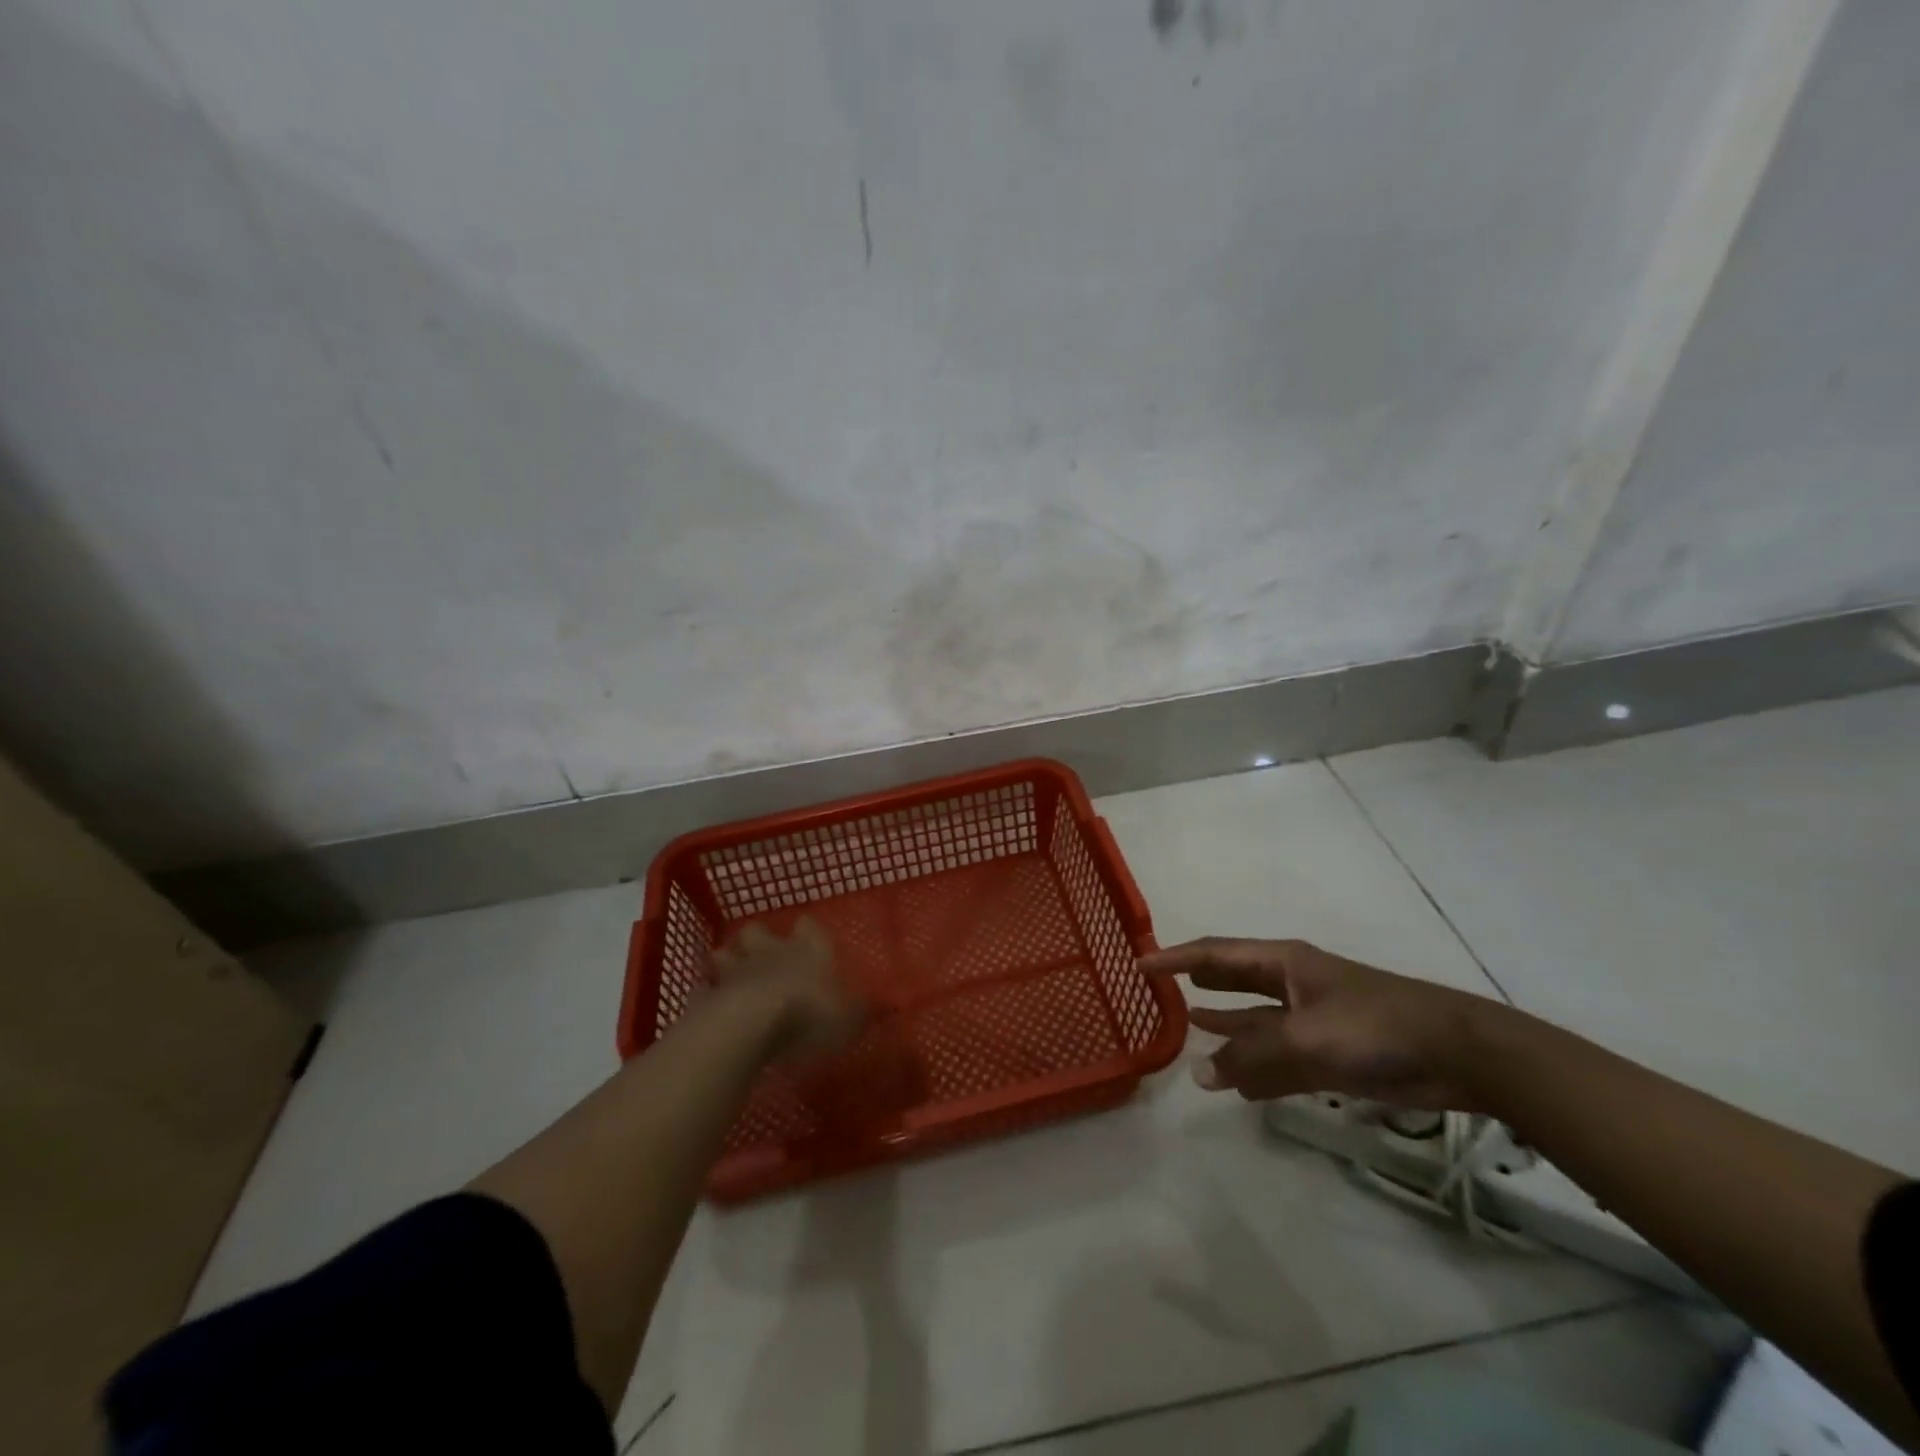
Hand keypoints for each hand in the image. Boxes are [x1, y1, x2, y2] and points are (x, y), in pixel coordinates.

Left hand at [710, 917, 866, 1062]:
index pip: (808, 927)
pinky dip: (708, 993)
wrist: (749, 1024)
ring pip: (727, 952)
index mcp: (808, 949)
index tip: (808, 937)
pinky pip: (706, 987)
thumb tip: (892, 1004)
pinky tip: (711, 1004)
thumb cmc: (809, 1014)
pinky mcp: (708, 994)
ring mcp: (735, 970)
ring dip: (729, 961)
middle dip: (758, 939)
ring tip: (733, 976)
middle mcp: (771, 951)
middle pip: (758, 931)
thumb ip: (866, 1011)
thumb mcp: (850, 1018)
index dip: (808, 932)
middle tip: (763, 954)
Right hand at [1142, 937, 1497, 1109]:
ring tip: (1189, 1031)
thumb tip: (1201, 1075)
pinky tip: (1234, 1080)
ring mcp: (1310, 1019)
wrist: (1457, 1053)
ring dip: (1225, 1029)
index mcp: (1282, 964)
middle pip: (1233, 981)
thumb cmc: (1375, 1026)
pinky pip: (1278, 1058)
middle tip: (1161, 991)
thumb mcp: (1306, 1037)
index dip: (1175, 958)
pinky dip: (1255, 1067)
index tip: (1139, 964)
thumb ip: (1252, 1057)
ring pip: (1254, 1023)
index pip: (1215, 954)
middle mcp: (1290, 985)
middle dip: (1200, 985)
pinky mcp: (1329, 1053)